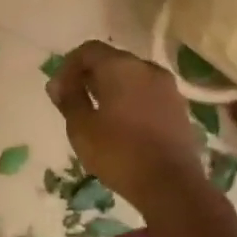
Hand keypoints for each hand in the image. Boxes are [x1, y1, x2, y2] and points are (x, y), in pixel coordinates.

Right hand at [46, 41, 206, 207]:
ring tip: (97, 115)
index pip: (89, 50)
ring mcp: (167, 87)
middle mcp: (147, 68)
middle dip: (90, 76)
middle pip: (112, 60)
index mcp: (121, 66)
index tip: (59, 90)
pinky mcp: (179, 108)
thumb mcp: (81, 128)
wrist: (172, 186)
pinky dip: (131, 100)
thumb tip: (57, 83)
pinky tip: (122, 125)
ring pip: (132, 77)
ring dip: (112, 88)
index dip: (69, 66)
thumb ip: (68, 99)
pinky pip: (147, 93)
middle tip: (75, 101)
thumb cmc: (119, 153)